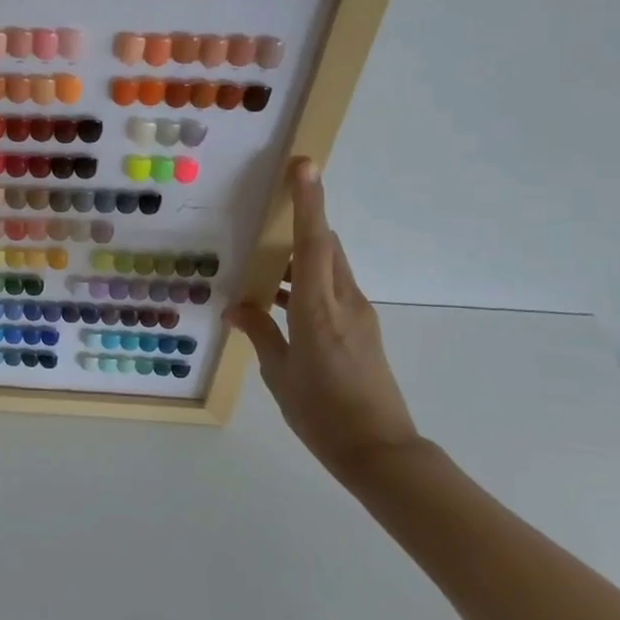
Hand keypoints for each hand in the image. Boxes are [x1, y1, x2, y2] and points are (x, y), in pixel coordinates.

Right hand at [225, 158, 420, 480]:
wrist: (380, 453)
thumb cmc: (322, 413)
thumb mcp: (280, 374)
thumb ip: (260, 333)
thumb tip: (239, 307)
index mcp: (319, 308)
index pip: (314, 242)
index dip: (308, 202)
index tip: (304, 166)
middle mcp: (344, 302)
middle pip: (326, 246)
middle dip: (302, 222)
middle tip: (267, 214)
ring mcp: (358, 315)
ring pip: (329, 267)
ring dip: (300, 257)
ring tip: (263, 265)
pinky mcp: (362, 330)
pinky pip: (332, 289)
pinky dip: (306, 283)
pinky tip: (279, 302)